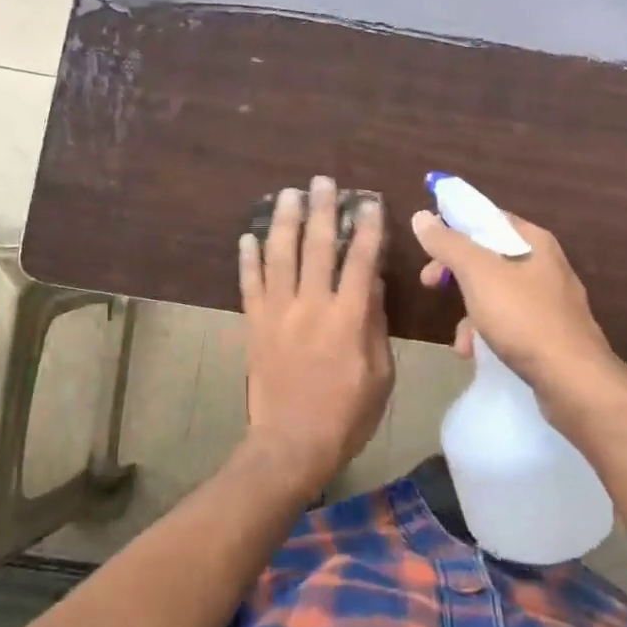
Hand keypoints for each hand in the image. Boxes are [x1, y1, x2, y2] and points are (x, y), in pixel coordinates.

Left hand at [239, 177, 393, 494]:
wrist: (291, 445)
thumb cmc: (346, 415)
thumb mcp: (379, 375)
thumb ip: (375, 325)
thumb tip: (371, 281)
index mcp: (348, 318)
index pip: (360, 260)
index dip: (365, 227)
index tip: (367, 202)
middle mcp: (311, 305)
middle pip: (317, 246)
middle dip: (321, 209)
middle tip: (322, 181)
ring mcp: (278, 312)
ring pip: (279, 255)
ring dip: (283, 220)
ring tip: (287, 194)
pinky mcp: (254, 324)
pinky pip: (249, 284)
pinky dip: (247, 258)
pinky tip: (247, 236)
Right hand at [411, 208, 626, 422]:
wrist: (574, 382)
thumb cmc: (524, 318)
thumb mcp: (478, 275)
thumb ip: (448, 244)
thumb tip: (421, 216)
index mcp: (534, 242)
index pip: (488, 218)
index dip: (454, 225)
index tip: (427, 243)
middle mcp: (545, 265)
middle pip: (487, 256)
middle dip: (455, 271)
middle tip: (429, 282)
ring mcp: (549, 301)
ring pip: (495, 292)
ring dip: (468, 310)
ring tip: (459, 338)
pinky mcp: (549, 333)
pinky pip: (508, 322)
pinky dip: (486, 333)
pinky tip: (474, 353)